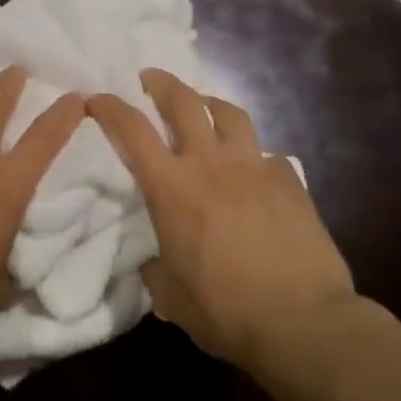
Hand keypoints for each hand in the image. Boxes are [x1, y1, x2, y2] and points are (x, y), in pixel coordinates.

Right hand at [87, 68, 356, 368]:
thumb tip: (155, 260)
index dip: (110, 108)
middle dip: (162, 83)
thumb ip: (156, 269)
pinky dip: (252, 155)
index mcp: (171, 189)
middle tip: (150, 78)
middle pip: (184, 102)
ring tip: (203, 107)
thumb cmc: (226, 312)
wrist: (303, 322)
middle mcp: (210, 164)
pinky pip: (266, 154)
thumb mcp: (171, 297)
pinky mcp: (290, 181)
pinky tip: (253, 172)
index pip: (132, 131)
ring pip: (230, 113)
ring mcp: (255, 167)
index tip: (97, 98)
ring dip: (209, 103)